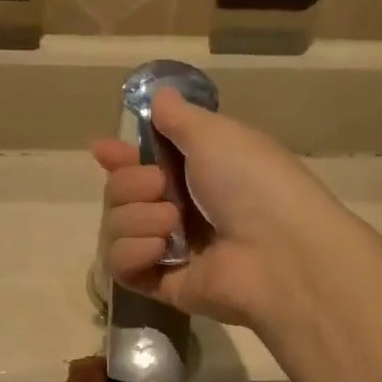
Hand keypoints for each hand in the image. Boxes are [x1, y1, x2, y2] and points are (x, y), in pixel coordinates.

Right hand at [93, 88, 348, 330]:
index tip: (104, 150)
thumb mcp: (215, 133)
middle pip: (118, 193)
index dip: (120, 157)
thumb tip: (159, 96)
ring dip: (137, 219)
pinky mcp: (159, 285)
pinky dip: (132, 252)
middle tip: (161, 187)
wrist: (276, 251)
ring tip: (172, 225)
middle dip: (130, 184)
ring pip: (115, 228)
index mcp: (195, 173)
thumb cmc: (252, 182)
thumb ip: (178, 118)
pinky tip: (159, 250)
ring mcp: (167, 251)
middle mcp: (178, 211)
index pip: (140, 164)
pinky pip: (119, 266)